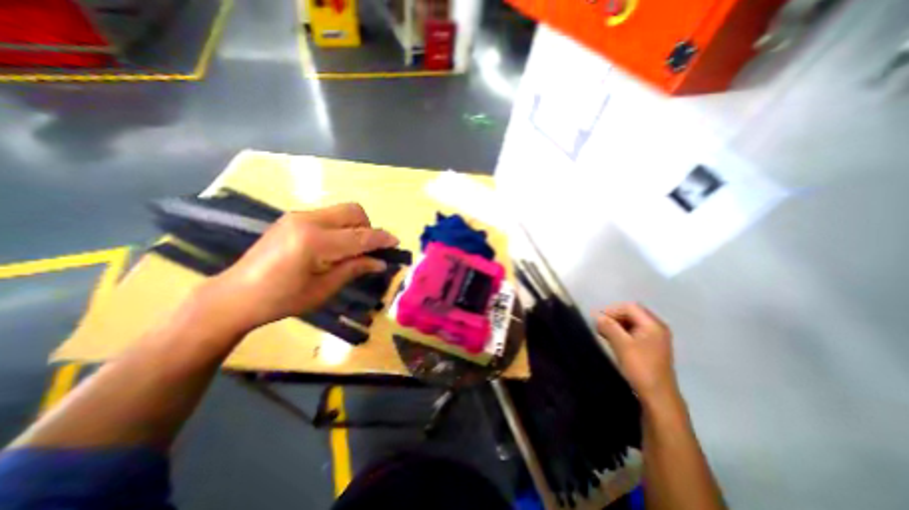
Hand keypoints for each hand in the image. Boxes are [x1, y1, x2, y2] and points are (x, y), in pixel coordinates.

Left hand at [204, 204, 398, 329]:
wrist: (235, 295)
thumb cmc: (281, 299)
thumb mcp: (323, 289)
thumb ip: (354, 269)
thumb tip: (380, 262)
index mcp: (314, 242)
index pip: (360, 236)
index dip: (381, 239)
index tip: (396, 243)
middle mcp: (308, 220)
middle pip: (354, 212)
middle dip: (368, 228)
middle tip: (368, 250)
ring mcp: (299, 216)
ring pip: (343, 211)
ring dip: (356, 226)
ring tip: (351, 250)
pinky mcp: (294, 218)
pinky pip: (330, 215)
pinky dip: (342, 227)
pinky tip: (335, 246)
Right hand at [594, 303, 678, 405]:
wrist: (657, 396)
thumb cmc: (640, 368)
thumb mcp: (621, 345)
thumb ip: (609, 327)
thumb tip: (596, 316)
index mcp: (653, 325)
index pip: (629, 307)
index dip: (612, 311)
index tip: (599, 321)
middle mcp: (657, 328)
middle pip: (632, 313)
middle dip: (614, 317)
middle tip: (601, 327)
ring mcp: (655, 338)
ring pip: (632, 322)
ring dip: (617, 325)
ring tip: (605, 334)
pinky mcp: (651, 347)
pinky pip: (634, 332)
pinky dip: (622, 333)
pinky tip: (614, 341)